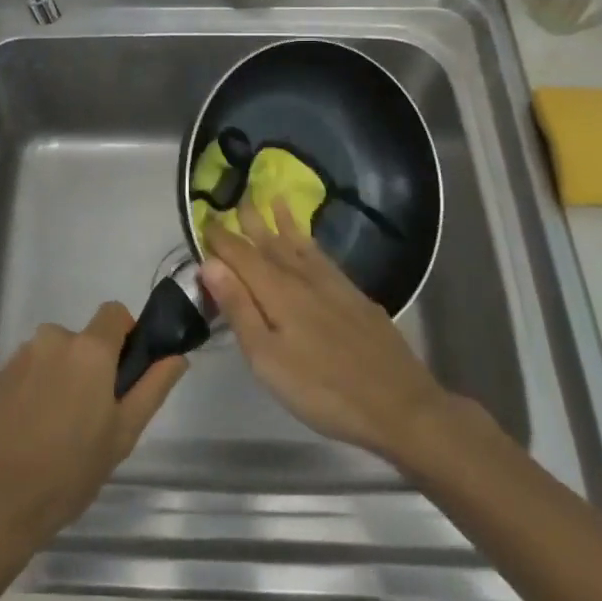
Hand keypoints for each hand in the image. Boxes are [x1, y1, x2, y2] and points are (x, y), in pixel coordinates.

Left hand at [0, 303, 185, 568]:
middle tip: (93, 419)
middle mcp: (53, 338)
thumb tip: (177, 357)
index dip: (126, 337)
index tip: (125, 375)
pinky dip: (37, 392)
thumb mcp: (122, 435)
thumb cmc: (68, 471)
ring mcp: (20, 356)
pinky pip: (30, 372)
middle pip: (84, 340)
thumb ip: (152, 388)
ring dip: (63, 380)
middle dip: (92, 368)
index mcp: (89, 348)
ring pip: (56, 358)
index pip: (115, 313)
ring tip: (58, 434)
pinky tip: (31, 435)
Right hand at [200, 203, 452, 463]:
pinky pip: (322, 254)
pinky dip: (310, 240)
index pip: (241, 254)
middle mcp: (302, 276)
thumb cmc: (321, 389)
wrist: (397, 403)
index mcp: (276, 291)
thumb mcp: (267, 358)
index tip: (204, 219)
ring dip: (283, 221)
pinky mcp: (354, 294)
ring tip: (273, 198)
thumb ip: (239, 308)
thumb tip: (210, 263)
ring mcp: (332, 283)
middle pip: (270, 242)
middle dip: (251, 221)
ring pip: (299, 243)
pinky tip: (309, 241)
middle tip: (237, 197)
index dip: (221, 238)